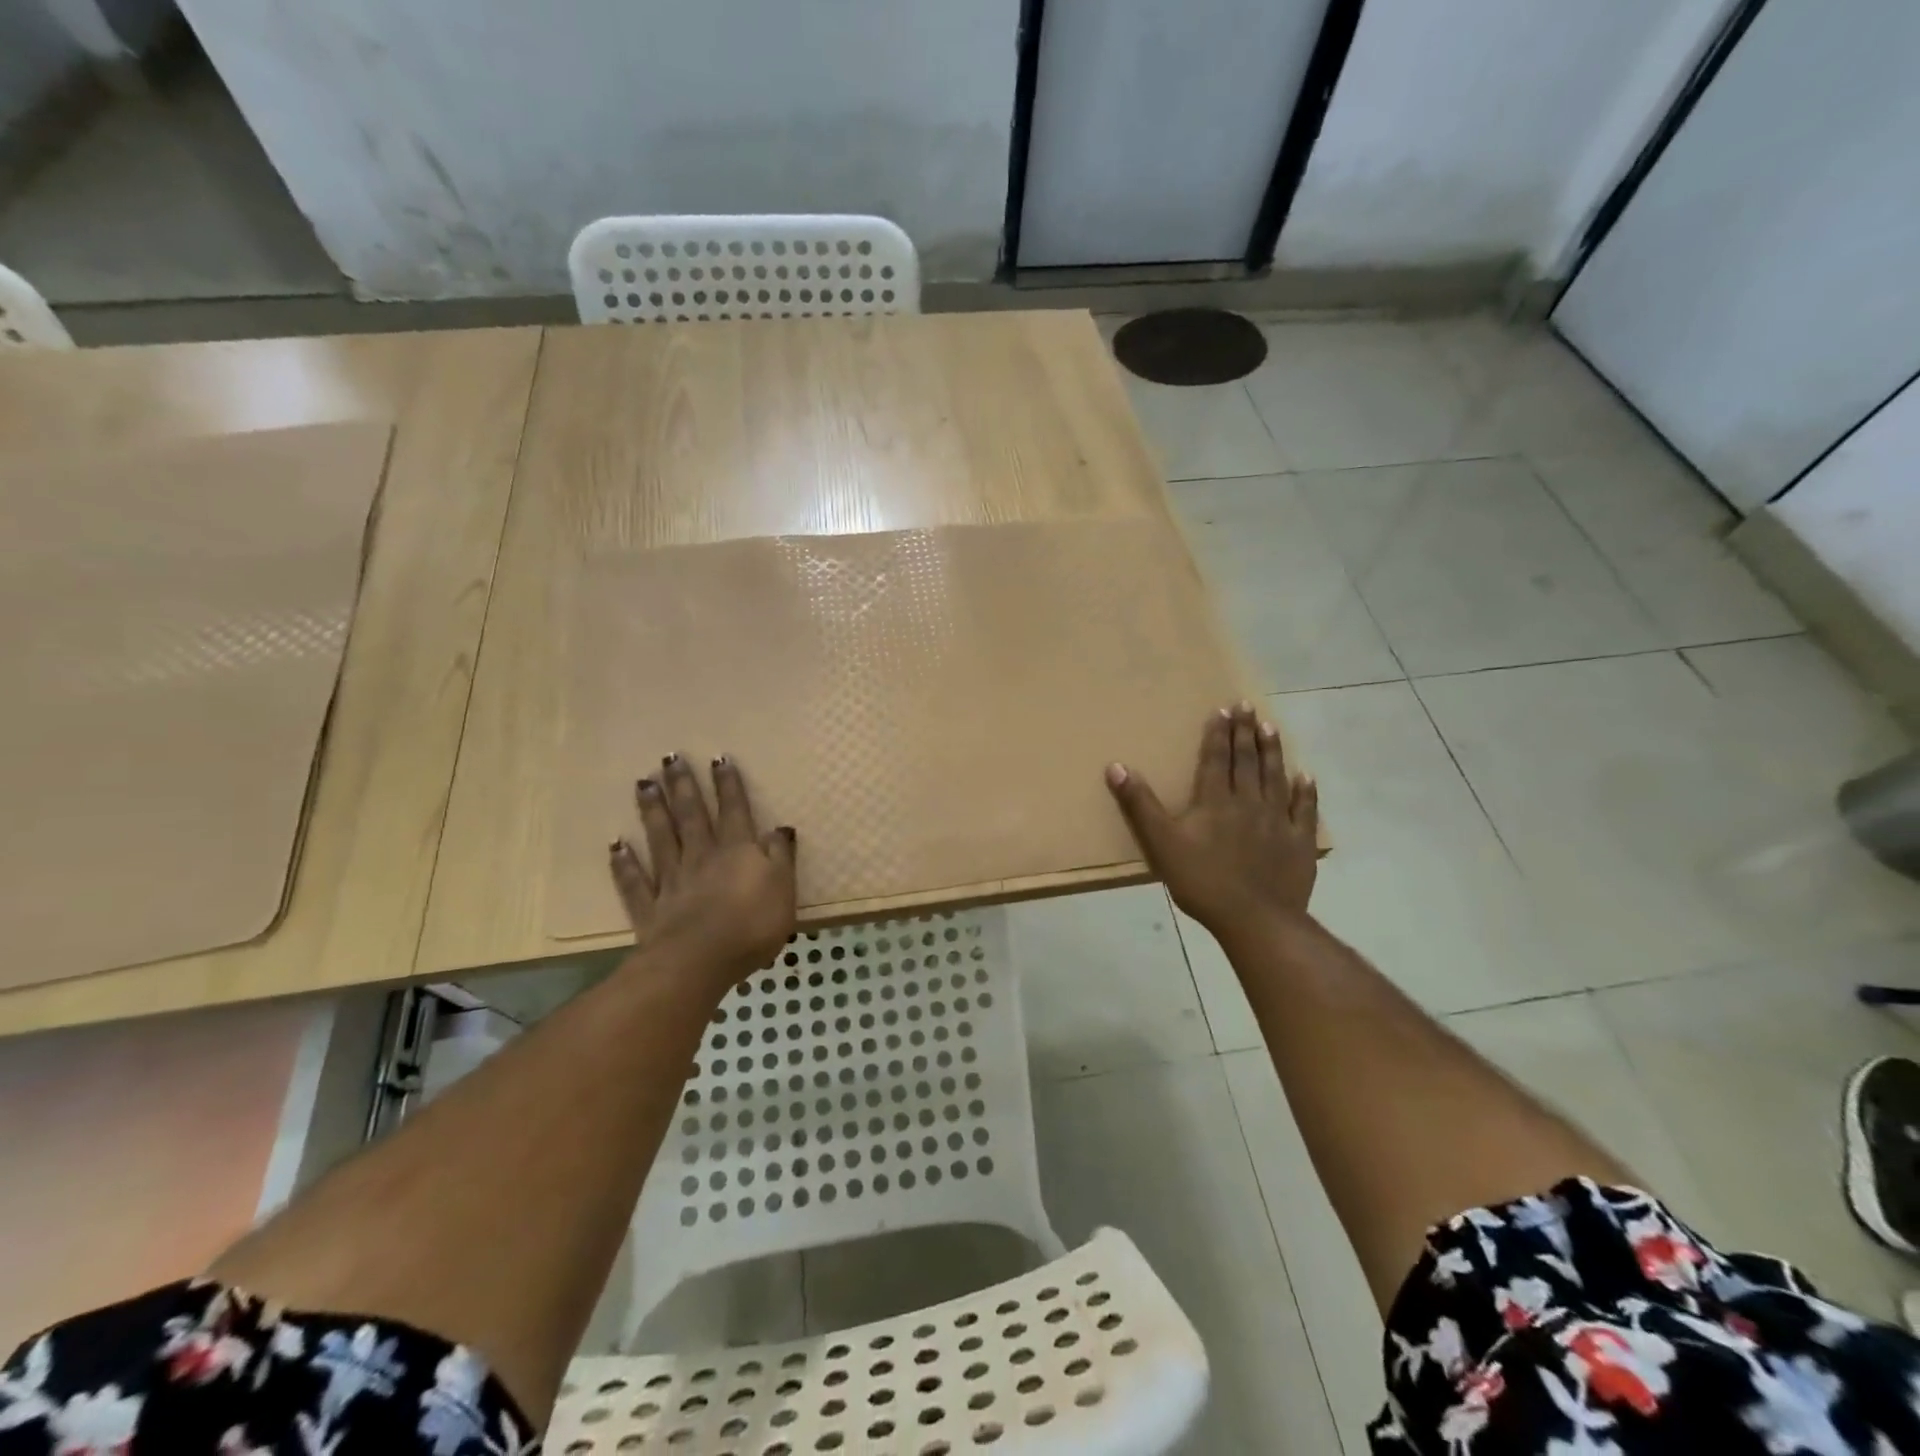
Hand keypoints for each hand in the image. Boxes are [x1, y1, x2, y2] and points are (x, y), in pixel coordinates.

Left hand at [609, 754, 796, 989]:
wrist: (700, 961)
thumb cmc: (752, 925)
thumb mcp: (783, 889)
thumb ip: (780, 857)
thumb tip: (779, 828)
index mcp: (737, 851)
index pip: (734, 810)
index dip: (728, 785)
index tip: (717, 758)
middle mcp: (702, 857)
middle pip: (692, 816)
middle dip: (683, 786)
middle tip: (669, 758)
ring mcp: (672, 881)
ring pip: (661, 839)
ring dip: (653, 811)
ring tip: (643, 784)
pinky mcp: (651, 909)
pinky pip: (635, 882)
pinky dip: (625, 863)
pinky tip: (616, 846)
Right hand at [1105, 702, 1318, 940]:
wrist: (1255, 919)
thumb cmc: (1202, 881)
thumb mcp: (1161, 843)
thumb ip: (1140, 804)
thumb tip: (1117, 766)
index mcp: (1215, 801)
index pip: (1216, 759)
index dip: (1218, 733)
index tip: (1223, 709)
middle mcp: (1249, 802)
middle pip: (1247, 761)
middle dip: (1245, 732)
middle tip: (1247, 706)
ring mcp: (1278, 821)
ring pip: (1275, 777)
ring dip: (1273, 751)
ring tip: (1271, 727)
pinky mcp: (1299, 842)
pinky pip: (1303, 810)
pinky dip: (1305, 792)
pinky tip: (1306, 776)